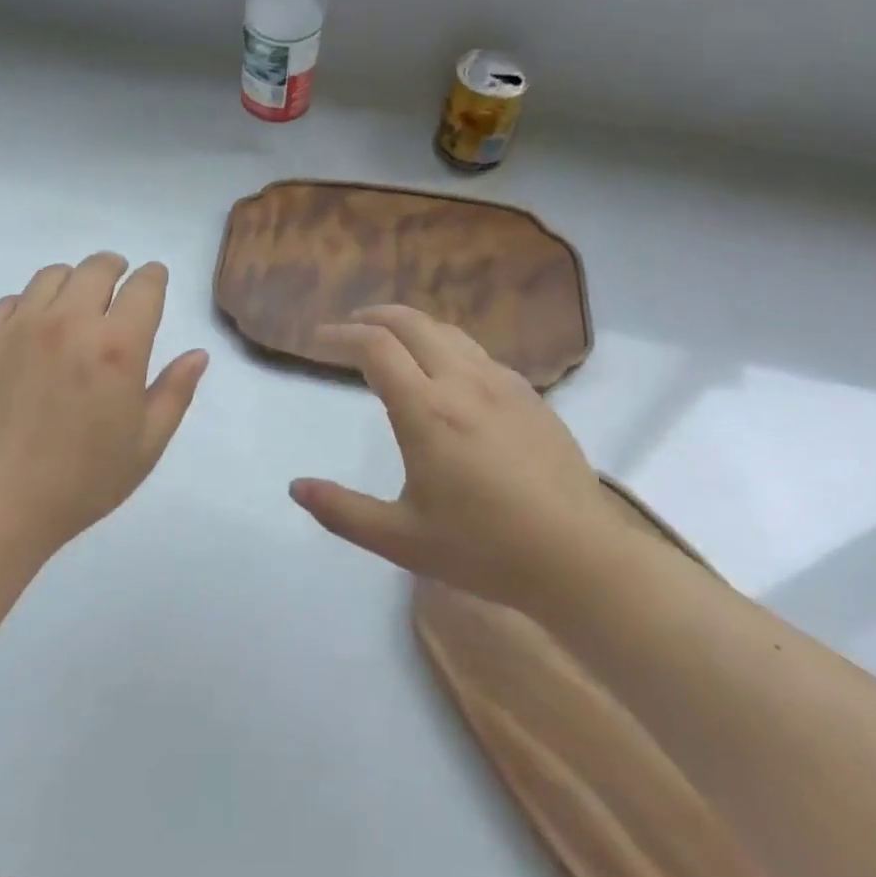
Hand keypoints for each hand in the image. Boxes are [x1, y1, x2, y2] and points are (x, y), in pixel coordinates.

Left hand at [0, 253, 207, 564]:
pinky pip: (11, 300)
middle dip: (115, 268)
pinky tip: (30, 333)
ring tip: (73, 306)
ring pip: (52, 275)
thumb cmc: (77, 483)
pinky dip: (29, 305)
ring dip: (72, 282)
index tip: (153, 280)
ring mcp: (19, 325)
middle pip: (97, 267)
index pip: (144, 286)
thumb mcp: (144, 446)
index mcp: (116, 347)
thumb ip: (175, 392)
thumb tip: (198, 354)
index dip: (153, 277)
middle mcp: (69, 322)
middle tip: (116, 286)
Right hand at [289, 305, 614, 612]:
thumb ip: (342, 511)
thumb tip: (295, 487)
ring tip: (391, 339)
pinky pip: (477, 352)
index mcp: (426, 410)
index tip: (318, 340)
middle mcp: (462, 382)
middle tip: (349, 327)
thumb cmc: (485, 549)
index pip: (374, 347)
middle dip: (372, 316)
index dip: (341, 336)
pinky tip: (446, 371)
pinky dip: (446, 345)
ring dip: (410, 326)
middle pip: (410, 322)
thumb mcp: (401, 540)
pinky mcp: (530, 395)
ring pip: (447, 331)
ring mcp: (501, 384)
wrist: (580, 560)